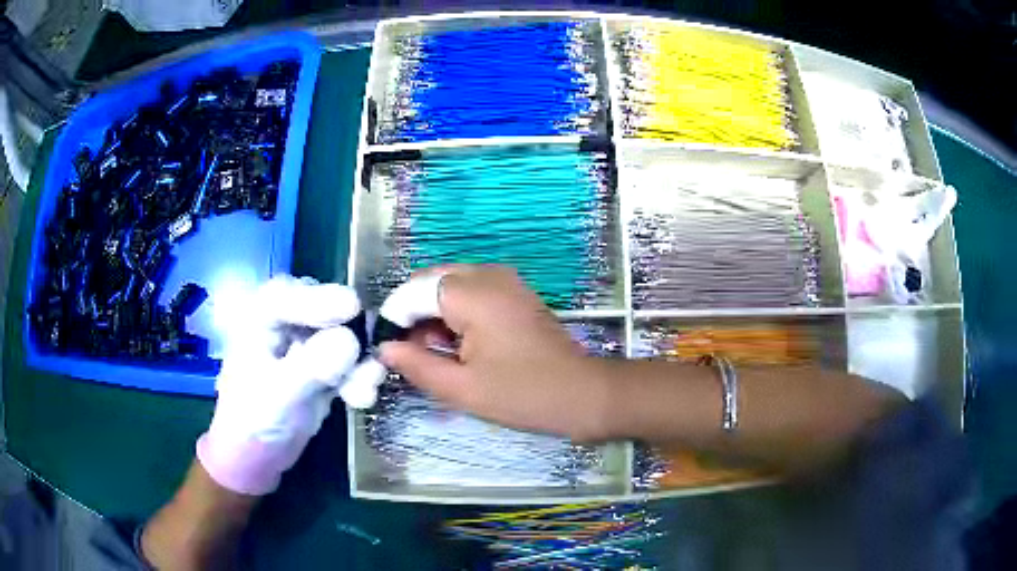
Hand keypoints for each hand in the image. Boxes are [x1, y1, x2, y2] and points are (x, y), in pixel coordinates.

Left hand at [197, 275, 364, 494]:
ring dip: (360, 360)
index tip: (352, 308)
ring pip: (343, 336)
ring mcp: (306, 344)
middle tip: (372, 349)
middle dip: (349, 331)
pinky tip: (363, 398)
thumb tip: (351, 341)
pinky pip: (350, 362)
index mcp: (258, 319)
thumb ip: (311, 367)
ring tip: (367, 387)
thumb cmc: (252, 422)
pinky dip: (360, 376)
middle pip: (323, 309)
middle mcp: (284, 323)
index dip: (319, 299)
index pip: (288, 296)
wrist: (258, 458)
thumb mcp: (278, 395)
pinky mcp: (324, 367)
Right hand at [378, 266, 611, 441]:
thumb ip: (417, 365)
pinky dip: (456, 312)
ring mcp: (505, 280)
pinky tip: (461, 345)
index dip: (395, 320)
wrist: (582, 393)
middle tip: (415, 355)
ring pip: (449, 285)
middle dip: (414, 315)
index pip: (413, 291)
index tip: (390, 352)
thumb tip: (384, 348)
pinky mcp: (515, 292)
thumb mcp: (462, 388)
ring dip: (434, 314)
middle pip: (430, 282)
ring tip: (437, 355)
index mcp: (471, 293)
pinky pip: (471, 291)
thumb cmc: (522, 394)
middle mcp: (487, 274)